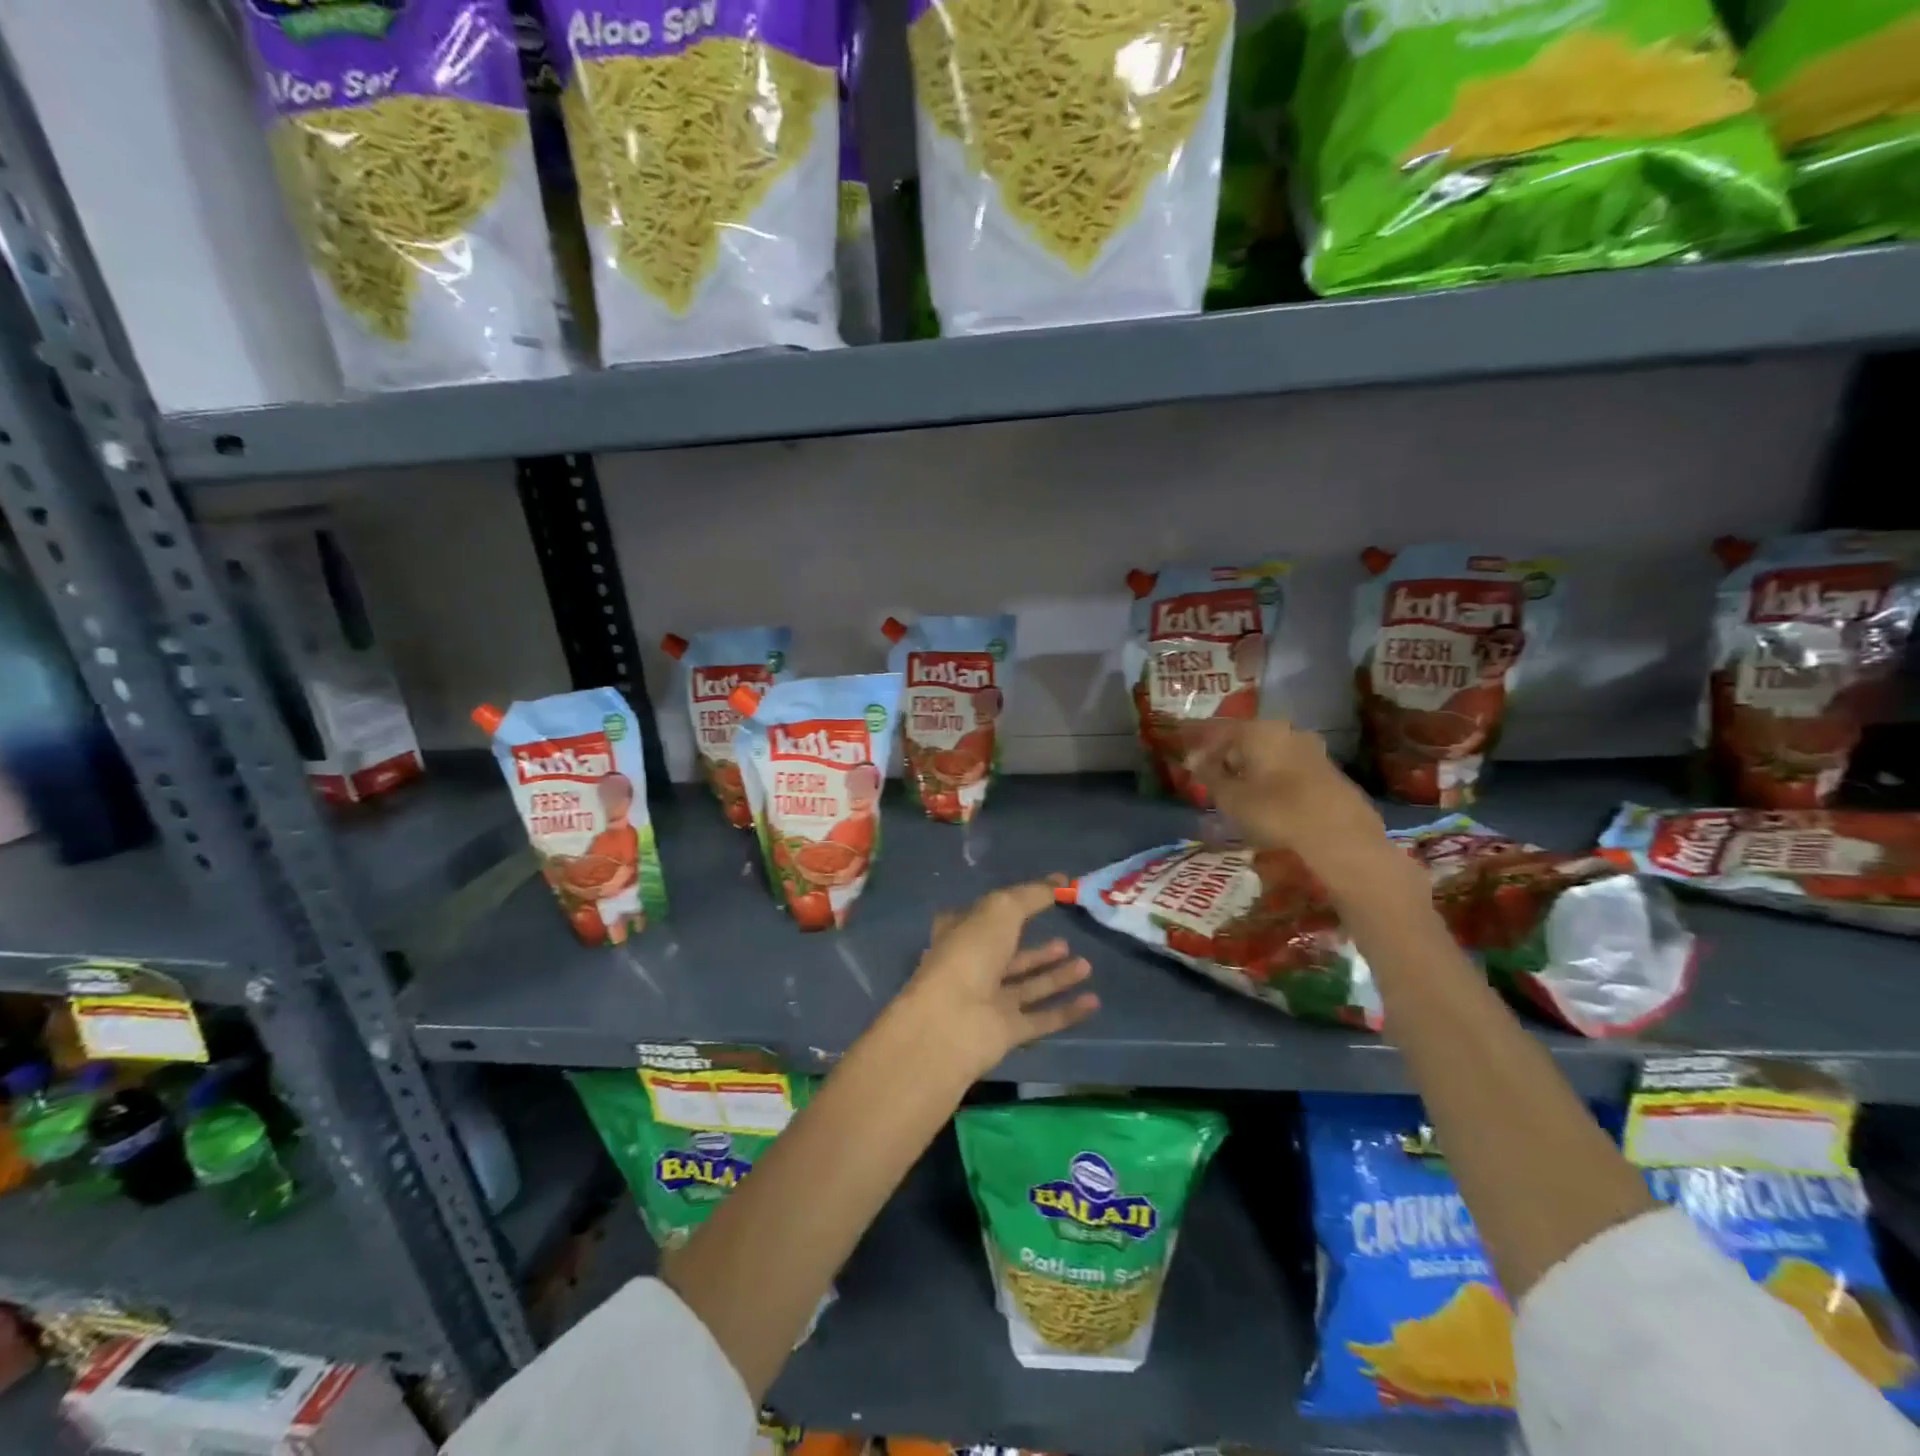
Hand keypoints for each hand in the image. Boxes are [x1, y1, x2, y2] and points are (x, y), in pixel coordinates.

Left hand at [896, 878, 1098, 1078]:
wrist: (951, 1022)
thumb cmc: (970, 954)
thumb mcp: (1001, 909)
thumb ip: (1032, 894)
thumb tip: (1060, 880)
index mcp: (962, 933)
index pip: (988, 916)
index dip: (1016, 906)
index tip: (1047, 901)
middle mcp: (973, 966)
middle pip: (1012, 955)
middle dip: (1040, 950)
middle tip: (1068, 940)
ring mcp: (989, 1001)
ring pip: (1029, 986)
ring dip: (1057, 976)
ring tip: (1086, 965)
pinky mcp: (1006, 1032)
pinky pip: (1042, 1019)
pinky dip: (1067, 1011)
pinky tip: (1094, 1001)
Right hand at [1179, 719, 1383, 861]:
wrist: (1339, 835)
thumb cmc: (1275, 810)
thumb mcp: (1230, 797)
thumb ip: (1209, 775)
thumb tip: (1194, 760)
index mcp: (1258, 730)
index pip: (1219, 730)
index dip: (1201, 748)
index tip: (1189, 765)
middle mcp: (1286, 730)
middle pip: (1247, 739)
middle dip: (1228, 757)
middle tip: (1214, 778)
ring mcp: (1312, 749)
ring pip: (1270, 753)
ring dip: (1252, 768)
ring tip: (1240, 791)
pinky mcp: (1328, 770)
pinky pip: (1289, 767)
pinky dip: (1273, 778)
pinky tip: (1269, 799)